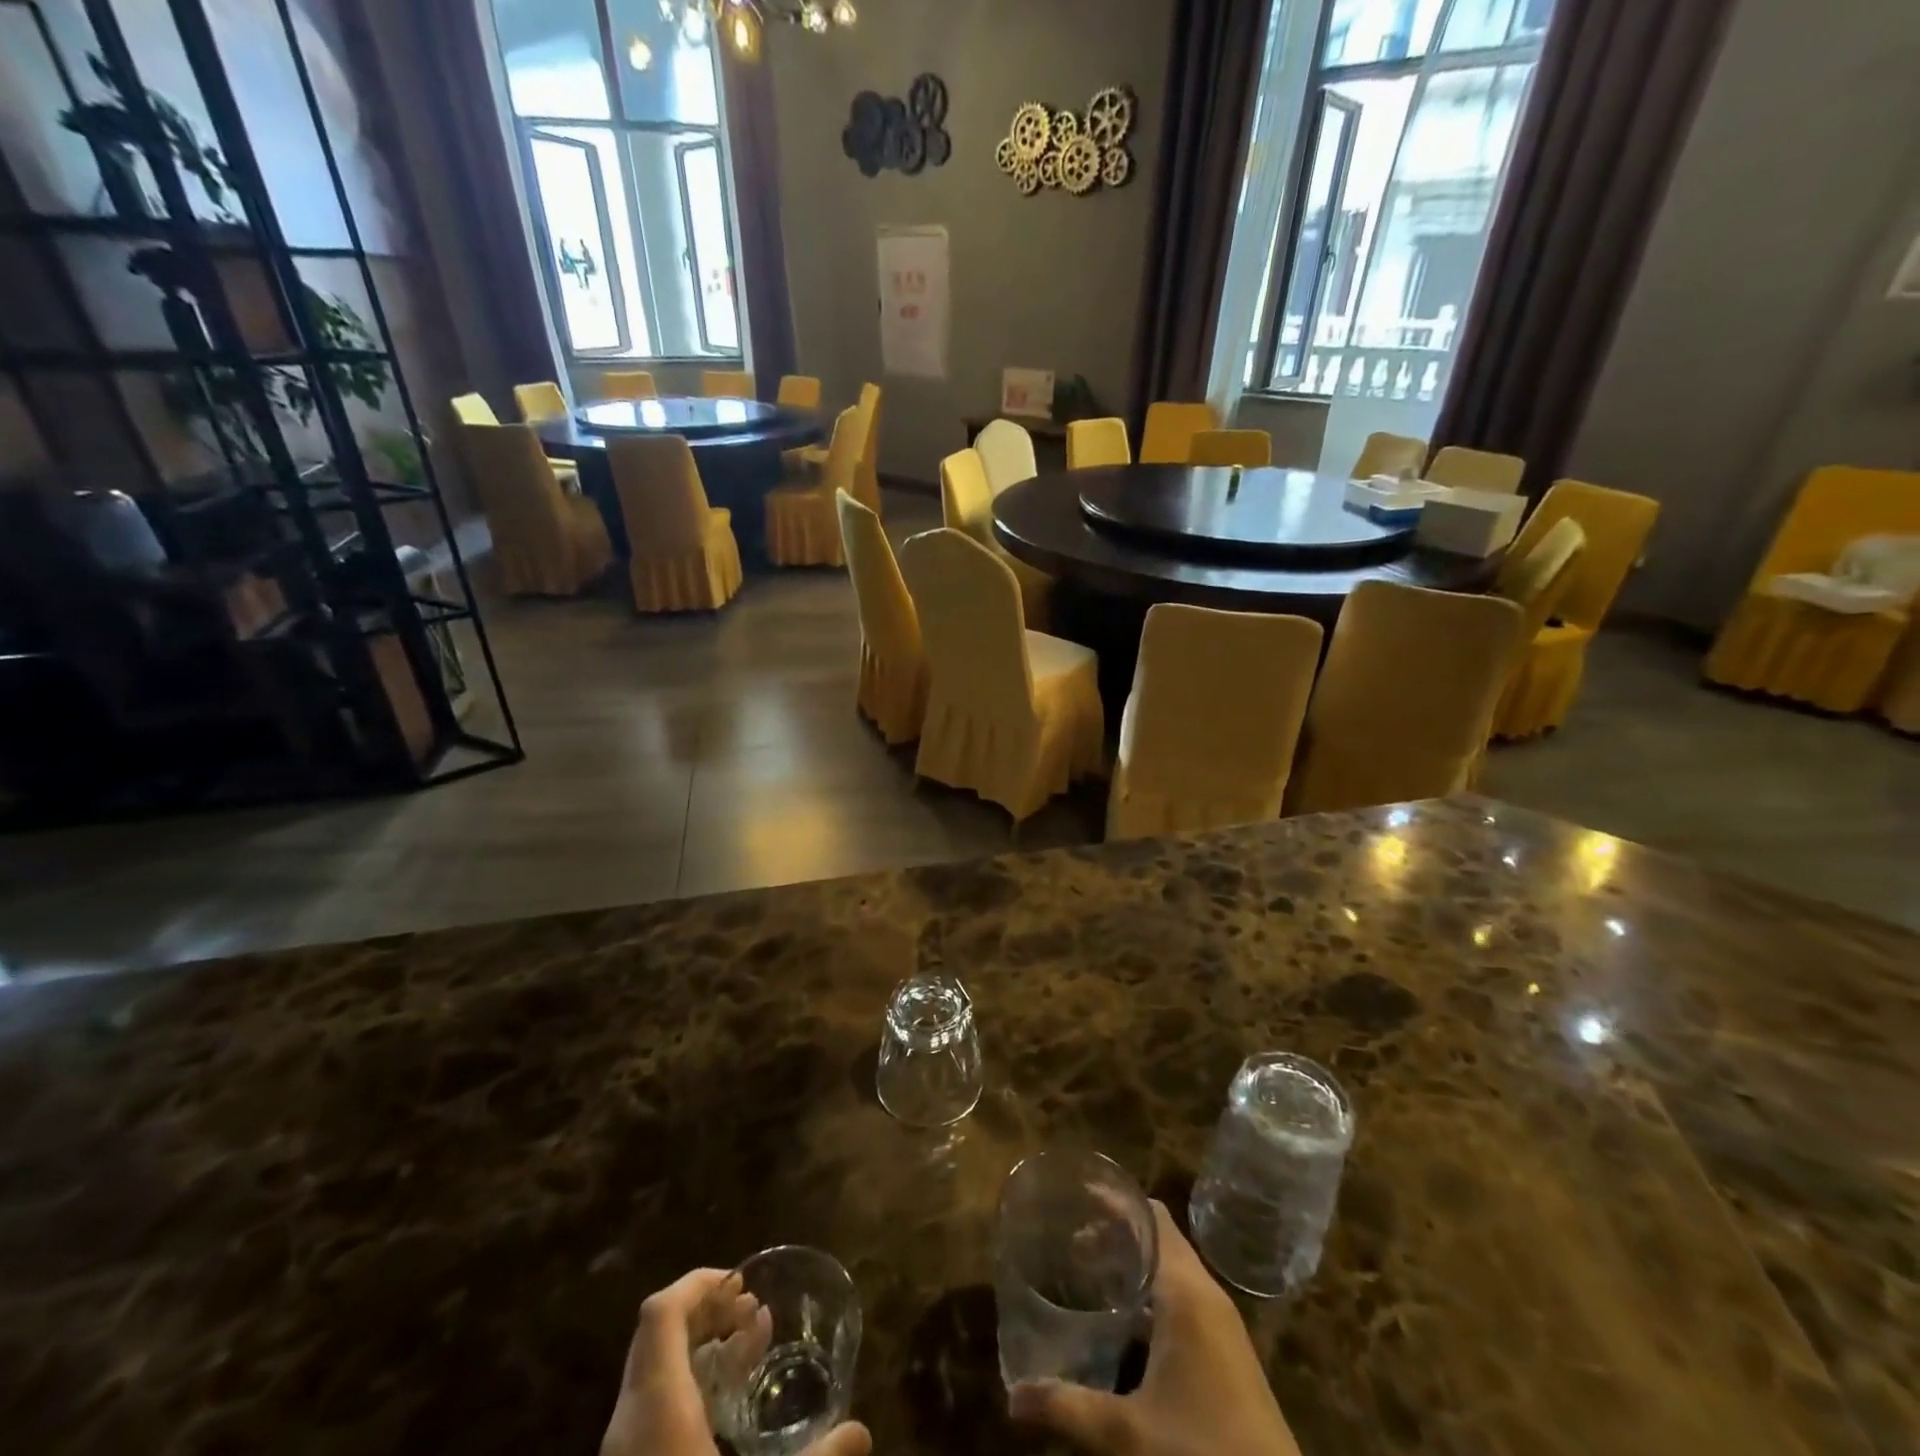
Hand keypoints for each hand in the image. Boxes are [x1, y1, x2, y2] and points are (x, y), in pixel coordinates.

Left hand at [601, 1268, 871, 1455]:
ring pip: (657, 1373)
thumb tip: (862, 1433)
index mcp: (655, 1410)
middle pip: (658, 1337)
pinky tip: (731, 1405)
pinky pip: (655, 1409)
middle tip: (755, 1310)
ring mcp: (624, 1455)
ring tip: (754, 1342)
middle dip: (709, 1311)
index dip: (699, 1284)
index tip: (743, 1283)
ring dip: (704, 1347)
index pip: (661, 1314)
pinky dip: (692, 1387)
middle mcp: (629, 1423)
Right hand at [1009, 1202, 1302, 1455]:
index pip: (1152, 1219)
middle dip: (1118, 1233)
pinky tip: (1126, 1323)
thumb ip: (1068, 1408)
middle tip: (1071, 1240)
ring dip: (1136, 1264)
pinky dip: (1153, 1293)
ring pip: (1174, 1270)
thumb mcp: (1128, 1434)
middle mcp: (1206, 1295)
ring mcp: (1222, 1325)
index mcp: (1186, 1293)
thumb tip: (1012, 1397)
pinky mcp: (1228, 1354)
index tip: (1077, 1197)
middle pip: (1161, 1238)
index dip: (1117, 1203)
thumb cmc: (1201, 1451)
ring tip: (1090, 1272)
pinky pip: (1185, 1299)